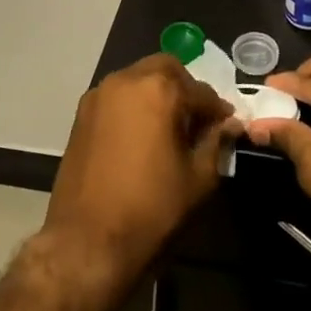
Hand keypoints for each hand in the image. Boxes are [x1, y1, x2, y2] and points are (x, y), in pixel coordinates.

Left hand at [43, 54, 241, 292]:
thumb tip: (229, 125)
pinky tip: (143, 137)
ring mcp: (99, 95)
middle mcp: (126, 80)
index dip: (218, 110)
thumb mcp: (198, 178)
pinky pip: (117, 97)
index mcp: (158, 89)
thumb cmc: (151, 209)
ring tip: (170, 129)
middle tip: (197, 120)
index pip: (200, 90)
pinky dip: (135, 105)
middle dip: (186, 89)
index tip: (227, 126)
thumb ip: (216, 142)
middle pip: (165, 69)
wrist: (86, 241)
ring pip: (138, 79)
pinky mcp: (81, 114)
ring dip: (158, 94)